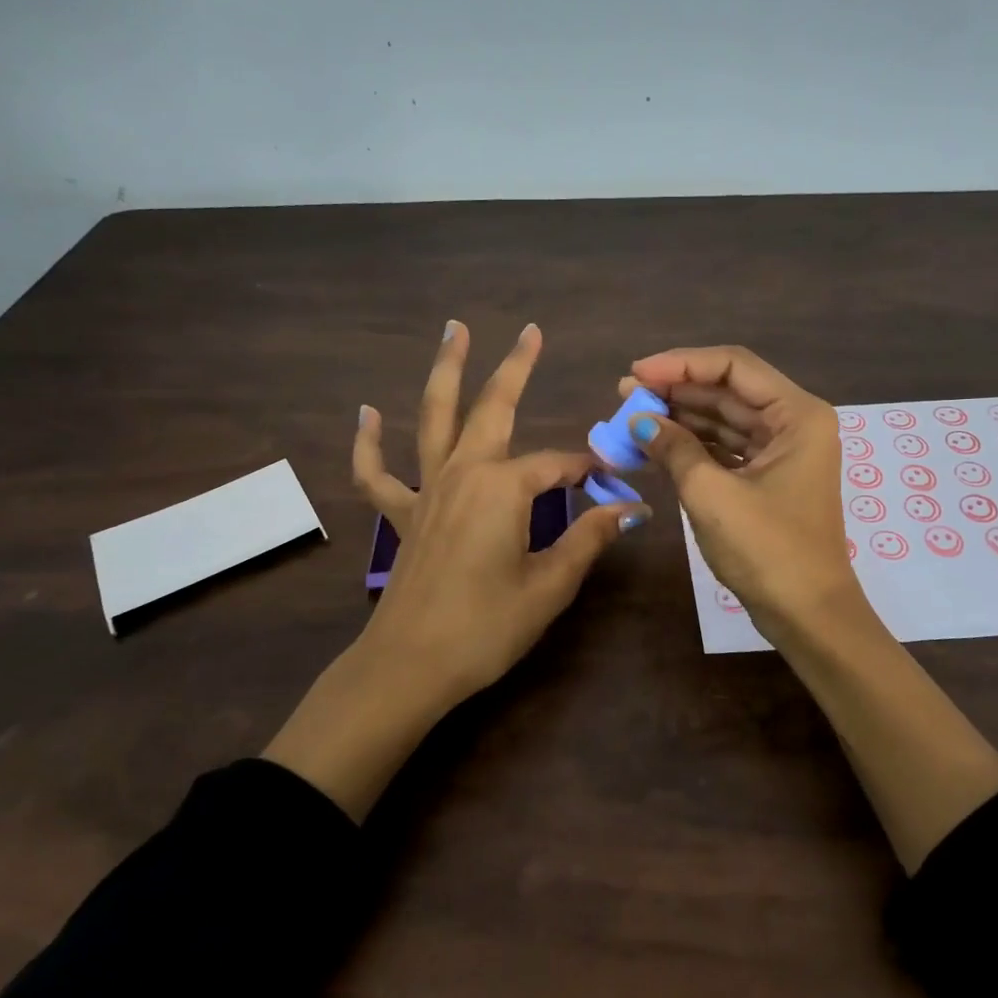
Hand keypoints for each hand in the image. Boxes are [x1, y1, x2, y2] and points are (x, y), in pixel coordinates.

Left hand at [264, 322, 645, 819]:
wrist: (409, 667)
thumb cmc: (486, 628)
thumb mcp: (549, 585)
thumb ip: (589, 538)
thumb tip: (631, 508)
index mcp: (504, 488)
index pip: (558, 466)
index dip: (589, 471)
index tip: (615, 481)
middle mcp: (464, 473)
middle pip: (494, 408)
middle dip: (515, 368)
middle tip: (532, 331)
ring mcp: (426, 490)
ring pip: (434, 418)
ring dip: (446, 372)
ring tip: (454, 330)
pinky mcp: (402, 515)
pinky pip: (377, 472)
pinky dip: (368, 442)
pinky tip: (367, 412)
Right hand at [621, 345, 861, 642]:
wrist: (807, 615)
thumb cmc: (767, 550)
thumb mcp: (712, 494)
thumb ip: (674, 448)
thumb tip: (638, 420)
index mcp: (797, 414)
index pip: (733, 366)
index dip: (681, 364)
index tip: (636, 373)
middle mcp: (794, 423)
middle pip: (728, 390)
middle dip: (676, 390)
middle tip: (625, 394)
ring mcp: (782, 451)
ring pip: (724, 419)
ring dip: (680, 417)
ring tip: (631, 415)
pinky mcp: (767, 476)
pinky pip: (725, 447)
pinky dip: (692, 444)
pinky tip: (655, 443)